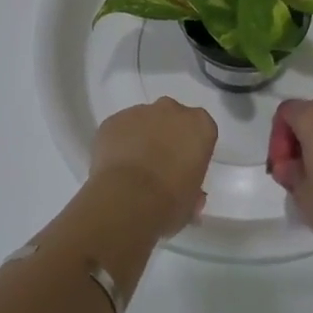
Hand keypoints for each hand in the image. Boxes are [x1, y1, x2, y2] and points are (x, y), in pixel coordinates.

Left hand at [91, 98, 217, 237]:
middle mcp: (171, 110)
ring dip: (140, 138)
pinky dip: (118, 143)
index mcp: (200, 125)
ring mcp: (139, 112)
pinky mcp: (113, 120)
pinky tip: (115, 166)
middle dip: (166, 136)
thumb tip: (188, 192)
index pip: (200, 131)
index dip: (190, 149)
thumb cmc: (170, 201)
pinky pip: (119, 129)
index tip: (184, 167)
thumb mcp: (192, 200)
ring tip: (133, 169)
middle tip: (159, 165)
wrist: (128, 200)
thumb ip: (192, 187)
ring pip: (142, 121)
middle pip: (171, 118)